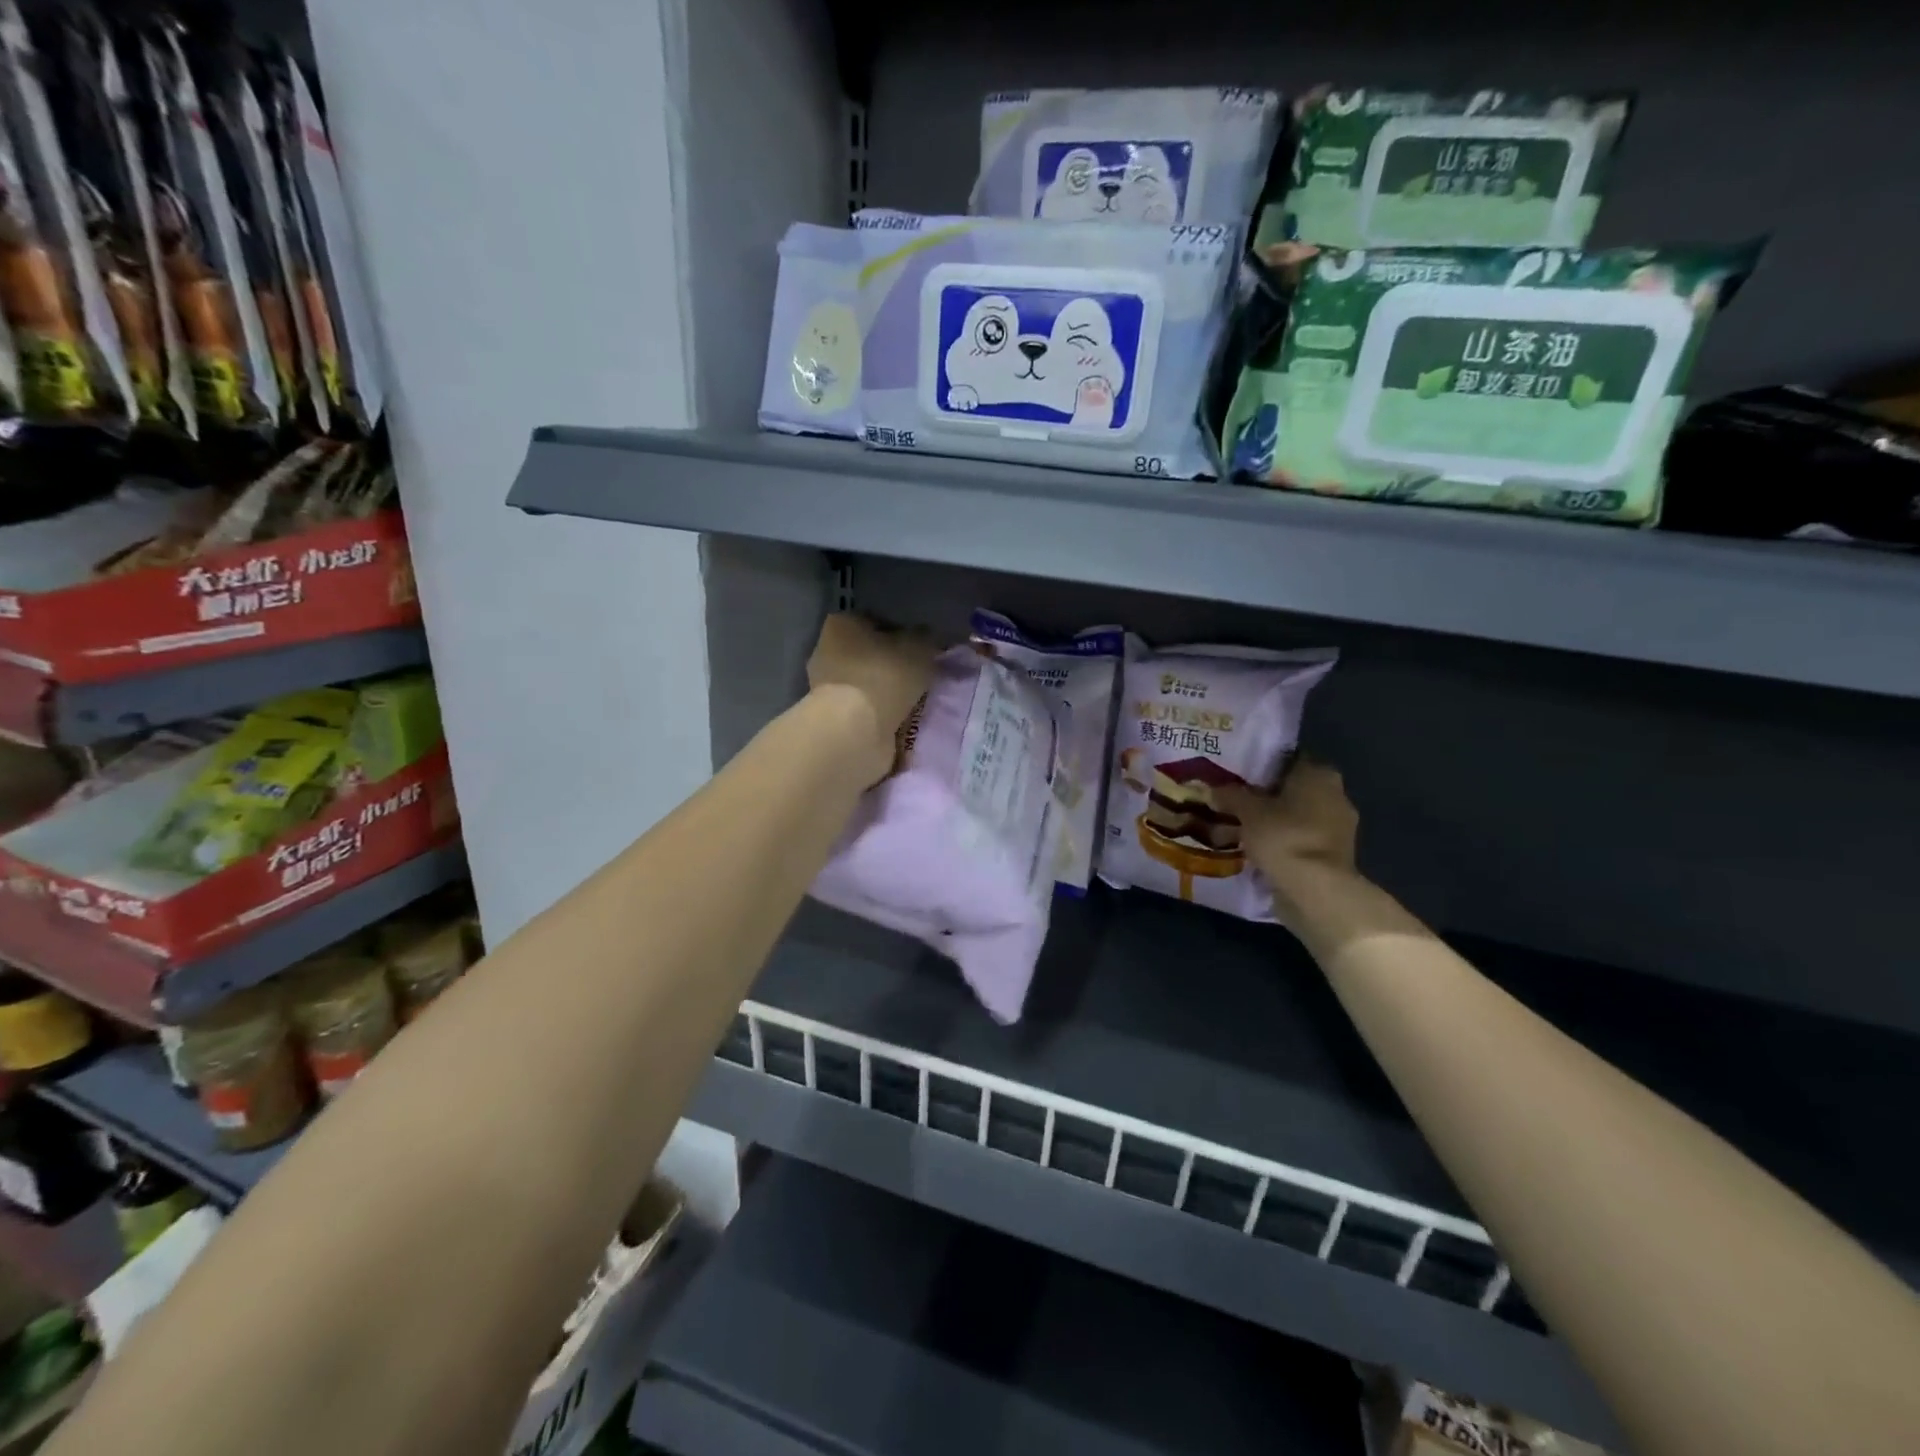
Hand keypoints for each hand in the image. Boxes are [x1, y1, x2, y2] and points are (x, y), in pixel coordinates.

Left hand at [807, 613, 936, 785]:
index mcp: (842, 624)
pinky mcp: (833, 718)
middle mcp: (827, 651)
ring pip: (867, 684)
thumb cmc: (885, 676)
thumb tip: (926, 640)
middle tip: (920, 677)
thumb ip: (925, 639)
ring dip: (887, 693)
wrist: (856, 730)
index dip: (901, 634)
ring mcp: (826, 688)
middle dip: (893, 665)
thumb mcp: (920, 647)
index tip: (920, 650)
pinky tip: (900, 721)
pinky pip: (865, 710)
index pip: (875, 621)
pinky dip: (880, 715)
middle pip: (869, 654)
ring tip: (914, 703)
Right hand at [1217, 758, 1361, 912]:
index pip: (1287, 759)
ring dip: (1277, 820)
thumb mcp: (1247, 811)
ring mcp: (1340, 826)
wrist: (1317, 890)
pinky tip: (1261, 848)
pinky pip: (1303, 839)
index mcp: (1319, 773)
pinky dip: (1285, 841)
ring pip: (1299, 815)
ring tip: (1243, 826)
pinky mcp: (1336, 854)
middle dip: (1267, 794)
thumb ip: (1230, 795)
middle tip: (1236, 800)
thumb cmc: (1283, 836)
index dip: (1260, 765)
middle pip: (1293, 788)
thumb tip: (1211, 787)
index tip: (1237, 774)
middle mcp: (1336, 793)